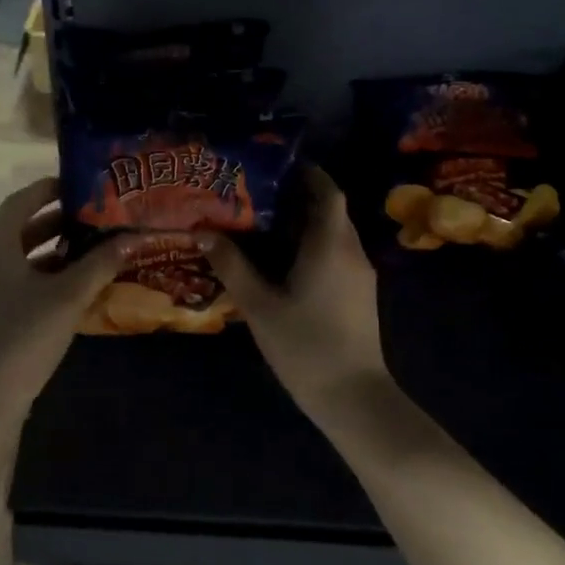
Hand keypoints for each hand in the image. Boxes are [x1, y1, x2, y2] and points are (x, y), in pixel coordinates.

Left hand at [0, 177, 128, 424]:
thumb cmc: (24, 337)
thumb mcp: (68, 296)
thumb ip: (100, 264)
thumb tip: (133, 238)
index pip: (20, 202)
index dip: (48, 188)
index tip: (81, 184)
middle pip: (24, 229)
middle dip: (60, 220)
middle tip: (97, 215)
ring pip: (26, 258)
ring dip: (58, 250)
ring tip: (95, 246)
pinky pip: (26, 282)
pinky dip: (52, 276)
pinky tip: (80, 286)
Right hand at [203, 168, 389, 415]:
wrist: (353, 397)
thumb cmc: (305, 346)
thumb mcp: (259, 306)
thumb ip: (232, 266)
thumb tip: (203, 231)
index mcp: (330, 246)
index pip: (327, 192)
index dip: (307, 173)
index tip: (278, 166)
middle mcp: (351, 252)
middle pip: (331, 211)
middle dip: (300, 198)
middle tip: (259, 195)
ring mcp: (361, 275)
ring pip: (335, 235)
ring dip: (306, 224)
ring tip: (266, 226)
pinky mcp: (361, 295)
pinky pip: (338, 255)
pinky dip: (314, 247)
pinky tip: (285, 263)